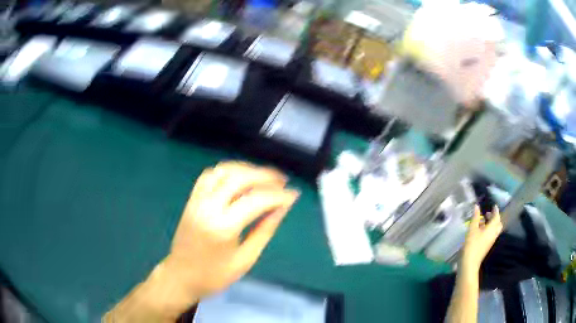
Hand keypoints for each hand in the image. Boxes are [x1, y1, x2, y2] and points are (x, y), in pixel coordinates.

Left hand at [104, 162, 298, 322]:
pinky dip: (227, 171)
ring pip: (223, 171)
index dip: (279, 195)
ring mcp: (197, 200)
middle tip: (282, 180)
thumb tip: (282, 208)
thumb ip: (265, 230)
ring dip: (246, 169)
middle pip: (239, 177)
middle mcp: (208, 207)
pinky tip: (238, 178)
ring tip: (263, 177)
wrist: (181, 277)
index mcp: (223, 227)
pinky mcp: (191, 199)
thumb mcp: (245, 259)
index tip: (293, 194)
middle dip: (265, 175)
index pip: (257, 200)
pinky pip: (209, 175)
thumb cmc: (214, 275)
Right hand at [461, 205, 502, 272]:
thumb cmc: (472, 244)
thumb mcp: (472, 229)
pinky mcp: (487, 246)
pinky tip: (480, 230)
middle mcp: (493, 234)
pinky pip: (490, 235)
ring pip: (494, 230)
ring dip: (491, 224)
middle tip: (488, 214)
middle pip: (498, 224)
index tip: (493, 205)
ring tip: (482, 221)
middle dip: (494, 218)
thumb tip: (477, 206)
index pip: (496, 217)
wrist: (469, 263)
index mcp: (492, 228)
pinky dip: (488, 230)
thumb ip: (475, 217)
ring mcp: (490, 241)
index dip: (495, 210)